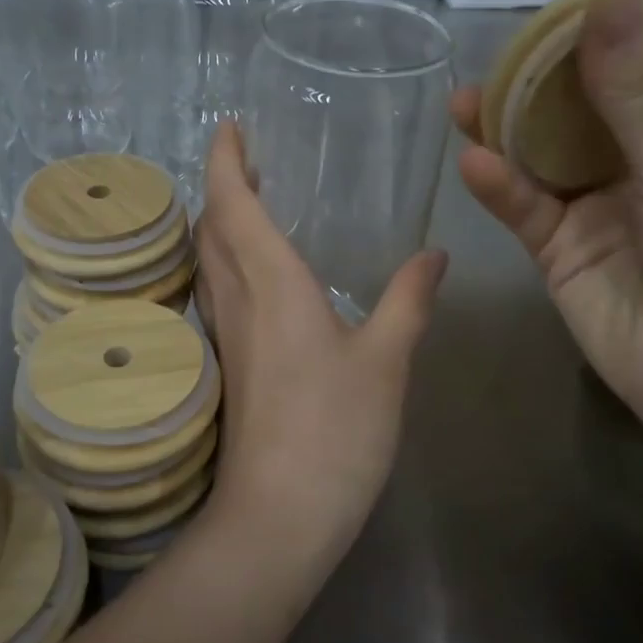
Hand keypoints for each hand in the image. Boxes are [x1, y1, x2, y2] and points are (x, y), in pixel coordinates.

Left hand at [192, 122, 446, 565]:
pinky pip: (217, 289)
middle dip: (223, 185)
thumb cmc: (335, 430)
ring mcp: (226, 333)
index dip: (227, 160)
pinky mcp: (228, 363)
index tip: (230, 127)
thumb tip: (434, 254)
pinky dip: (225, 258)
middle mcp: (237, 298)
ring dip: (220, 221)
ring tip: (250, 202)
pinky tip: (256, 273)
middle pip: (211, 226)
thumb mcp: (386, 360)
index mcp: (272, 283)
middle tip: (249, 160)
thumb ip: (409, 300)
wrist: (279, 515)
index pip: (234, 203)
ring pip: (208, 258)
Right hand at [450, 0, 642, 461]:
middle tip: (495, 56)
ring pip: (543, 155)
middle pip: (584, 107)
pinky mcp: (559, 248)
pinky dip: (501, 187)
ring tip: (462, 103)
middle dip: (540, 83)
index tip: (560, 7)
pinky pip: (525, 207)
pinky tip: (474, 165)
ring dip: (506, 130)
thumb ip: (632, 87)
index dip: (609, 34)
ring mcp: (598, 206)